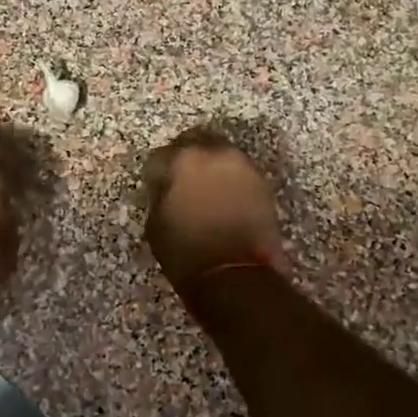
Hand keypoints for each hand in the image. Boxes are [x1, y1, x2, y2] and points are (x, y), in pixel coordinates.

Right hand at [142, 129, 288, 293]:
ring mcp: (241, 165)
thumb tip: (167, 187)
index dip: (155, 173)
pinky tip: (223, 198)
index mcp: (181, 160)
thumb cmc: (187, 252)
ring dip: (209, 165)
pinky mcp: (261, 182)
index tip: (155, 185)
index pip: (160, 156)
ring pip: (220, 152)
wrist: (236, 275)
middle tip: (180, 177)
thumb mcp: (156, 224)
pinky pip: (238, 171)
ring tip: (204, 188)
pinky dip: (228, 179)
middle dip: (185, 155)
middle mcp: (213, 153)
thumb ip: (161, 195)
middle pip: (195, 140)